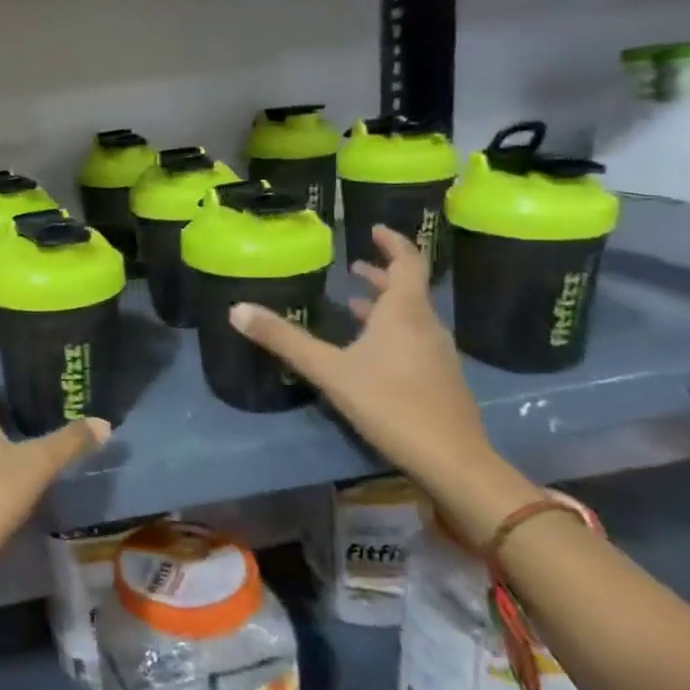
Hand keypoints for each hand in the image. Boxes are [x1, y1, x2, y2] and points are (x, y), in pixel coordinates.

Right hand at [228, 224, 494, 495]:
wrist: (453, 461)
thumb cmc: (391, 404)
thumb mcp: (328, 369)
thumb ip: (283, 339)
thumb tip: (236, 309)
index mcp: (404, 313)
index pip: (407, 263)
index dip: (393, 243)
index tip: (375, 228)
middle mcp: (425, 326)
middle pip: (407, 289)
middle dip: (381, 274)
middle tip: (354, 265)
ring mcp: (436, 354)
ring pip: (410, 317)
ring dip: (384, 304)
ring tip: (354, 302)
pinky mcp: (439, 379)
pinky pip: (412, 340)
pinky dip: (390, 330)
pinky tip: (368, 350)